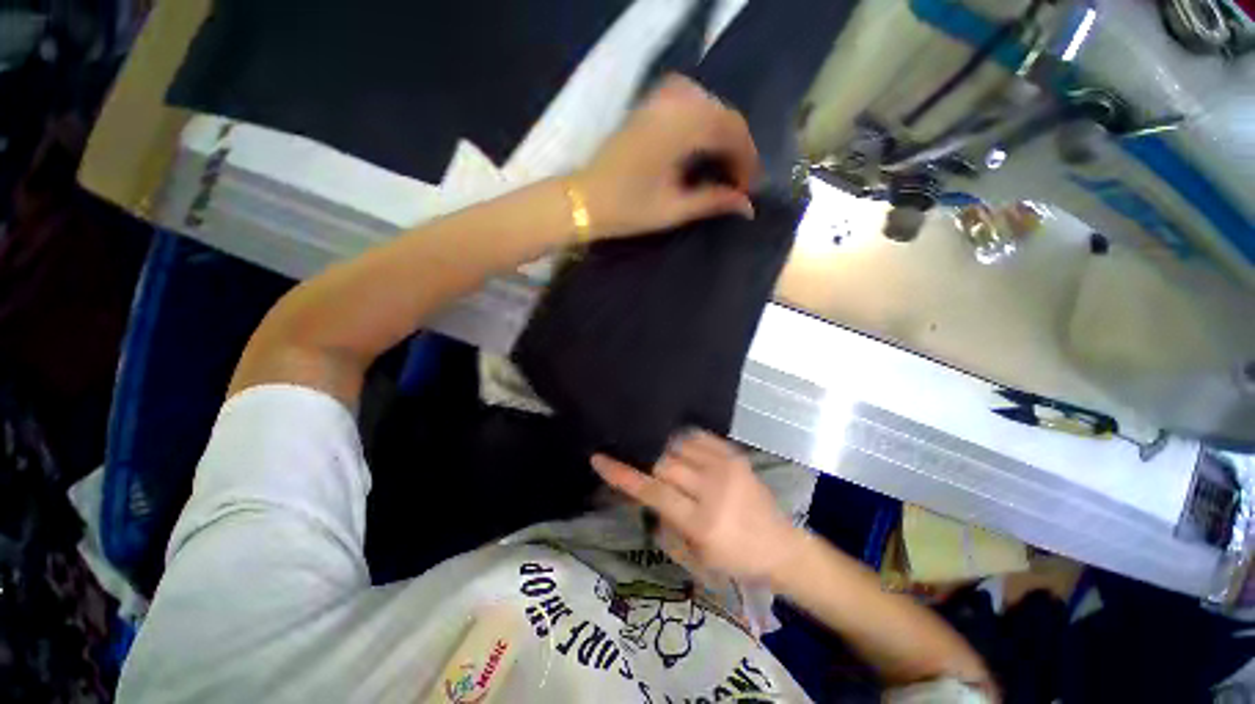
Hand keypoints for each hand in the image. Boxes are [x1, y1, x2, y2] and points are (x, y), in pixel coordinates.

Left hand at [575, 74, 759, 240]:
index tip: (748, 188)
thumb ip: (713, 201)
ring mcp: (659, 99)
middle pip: (724, 114)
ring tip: (723, 164)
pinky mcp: (648, 104)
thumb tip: (748, 206)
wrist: (584, 199)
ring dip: (722, 132)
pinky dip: (704, 119)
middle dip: (738, 147)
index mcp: (680, 129)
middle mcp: (673, 103)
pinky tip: (702, 143)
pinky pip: (690, 100)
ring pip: (709, 105)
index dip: (747, 159)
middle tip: (738, 180)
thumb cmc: (627, 209)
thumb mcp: (674, 210)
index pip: (732, 132)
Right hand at [591, 431, 800, 583]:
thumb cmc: (734, 560)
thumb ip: (664, 522)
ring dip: (664, 451)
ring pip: (678, 446)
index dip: (622, 473)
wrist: (780, 546)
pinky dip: (683, 441)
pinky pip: (698, 437)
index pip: (652, 490)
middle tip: (633, 458)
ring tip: (658, 455)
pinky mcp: (735, 455)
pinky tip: (679, 448)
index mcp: (700, 521)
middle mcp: (712, 488)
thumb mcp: (694, 555)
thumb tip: (645, 492)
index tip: (599, 458)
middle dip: (644, 460)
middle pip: (663, 463)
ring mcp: (726, 466)